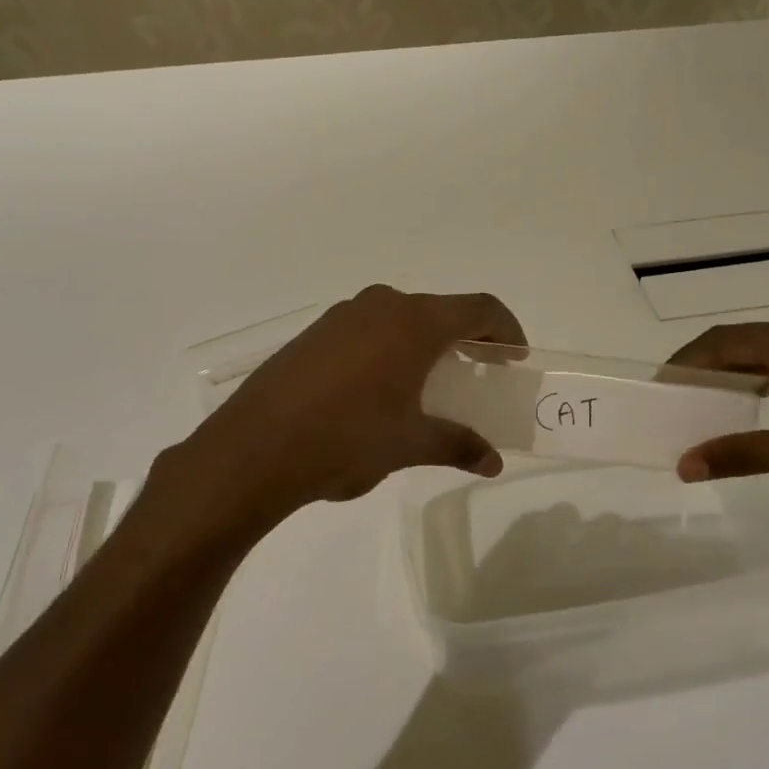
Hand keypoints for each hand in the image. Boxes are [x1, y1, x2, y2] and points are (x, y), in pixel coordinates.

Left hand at [197, 285, 527, 511]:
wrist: (254, 449)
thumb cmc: (346, 439)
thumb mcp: (410, 445)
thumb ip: (457, 445)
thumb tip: (493, 462)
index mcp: (415, 323)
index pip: (479, 308)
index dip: (506, 329)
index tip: (515, 356)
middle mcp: (382, 306)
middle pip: (441, 310)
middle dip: (467, 338)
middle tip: (479, 371)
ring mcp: (343, 316)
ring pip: (402, 318)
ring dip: (426, 342)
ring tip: (430, 382)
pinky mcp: (315, 333)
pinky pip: (369, 329)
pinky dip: (391, 348)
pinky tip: (380, 388)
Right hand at [667, 318, 768, 500]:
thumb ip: (739, 454)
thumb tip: (683, 466)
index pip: (721, 341)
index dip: (686, 361)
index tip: (660, 386)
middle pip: (739, 343)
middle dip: (704, 367)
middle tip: (676, 397)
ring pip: (762, 354)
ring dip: (732, 374)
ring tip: (704, 402)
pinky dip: (758, 381)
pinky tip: (750, 406)